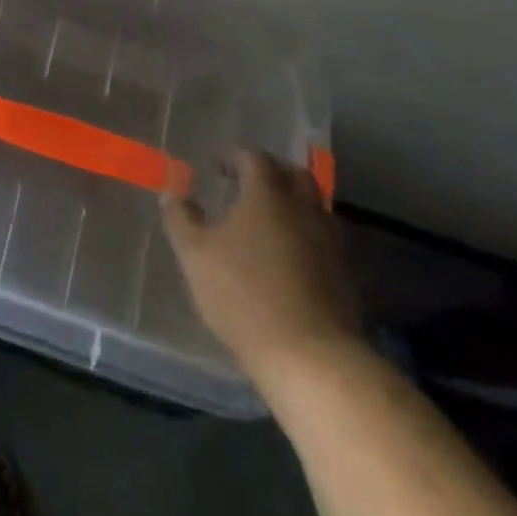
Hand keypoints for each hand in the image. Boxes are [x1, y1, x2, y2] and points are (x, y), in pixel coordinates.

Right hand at [161, 149, 362, 385]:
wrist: (312, 359)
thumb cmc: (244, 295)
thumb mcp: (195, 254)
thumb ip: (181, 218)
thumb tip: (172, 192)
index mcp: (267, 194)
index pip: (253, 157)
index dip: (232, 156)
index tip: (215, 164)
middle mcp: (303, 208)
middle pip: (293, 174)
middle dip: (268, 172)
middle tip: (245, 182)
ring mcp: (329, 242)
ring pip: (312, 205)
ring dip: (290, 202)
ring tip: (264, 218)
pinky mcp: (344, 275)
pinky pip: (322, 236)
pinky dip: (303, 232)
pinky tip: (285, 253)